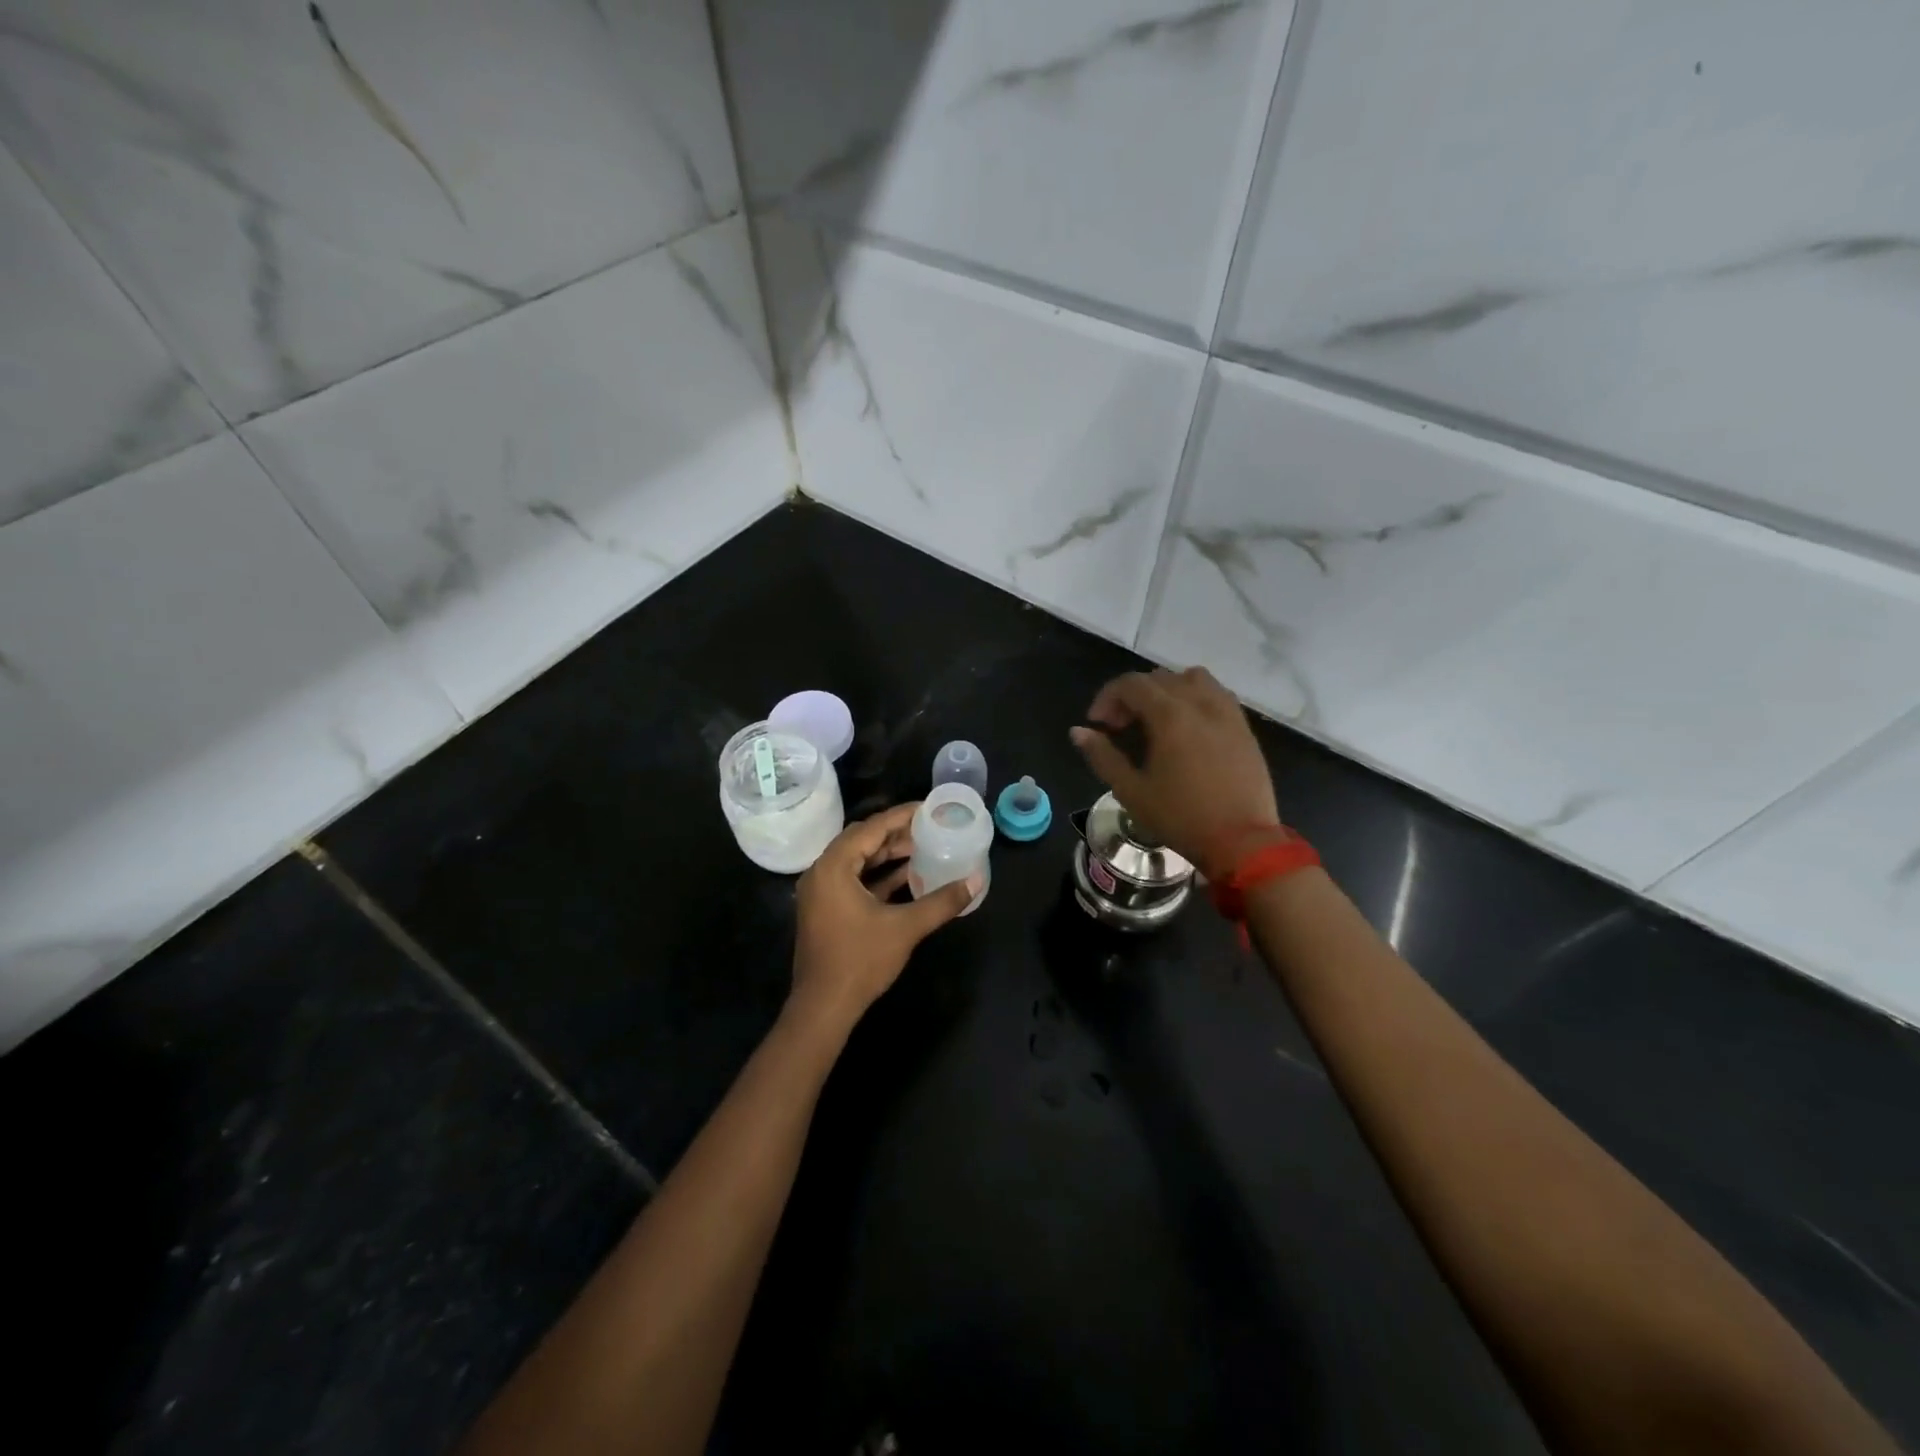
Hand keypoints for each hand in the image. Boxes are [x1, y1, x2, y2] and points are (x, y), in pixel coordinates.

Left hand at [789, 803, 976, 1035]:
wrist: (824, 1007)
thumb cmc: (860, 960)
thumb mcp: (905, 928)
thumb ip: (941, 902)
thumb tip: (975, 881)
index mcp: (833, 866)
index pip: (871, 828)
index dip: (901, 816)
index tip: (928, 808)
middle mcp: (822, 872)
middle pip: (862, 840)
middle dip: (896, 833)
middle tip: (929, 827)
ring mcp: (821, 892)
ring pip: (857, 861)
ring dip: (887, 855)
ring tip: (923, 848)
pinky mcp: (826, 910)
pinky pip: (853, 880)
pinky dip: (878, 875)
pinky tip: (907, 877)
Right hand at [1070, 666, 1280, 877]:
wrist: (1242, 842)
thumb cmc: (1181, 818)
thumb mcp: (1131, 791)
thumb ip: (1102, 756)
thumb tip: (1078, 731)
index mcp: (1170, 715)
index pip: (1131, 684)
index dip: (1107, 697)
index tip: (1097, 724)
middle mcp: (1200, 703)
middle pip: (1159, 678)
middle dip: (1132, 696)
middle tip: (1120, 727)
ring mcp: (1227, 713)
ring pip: (1192, 678)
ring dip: (1167, 690)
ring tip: (1156, 719)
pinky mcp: (1244, 728)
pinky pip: (1217, 694)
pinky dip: (1195, 698)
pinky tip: (1188, 727)